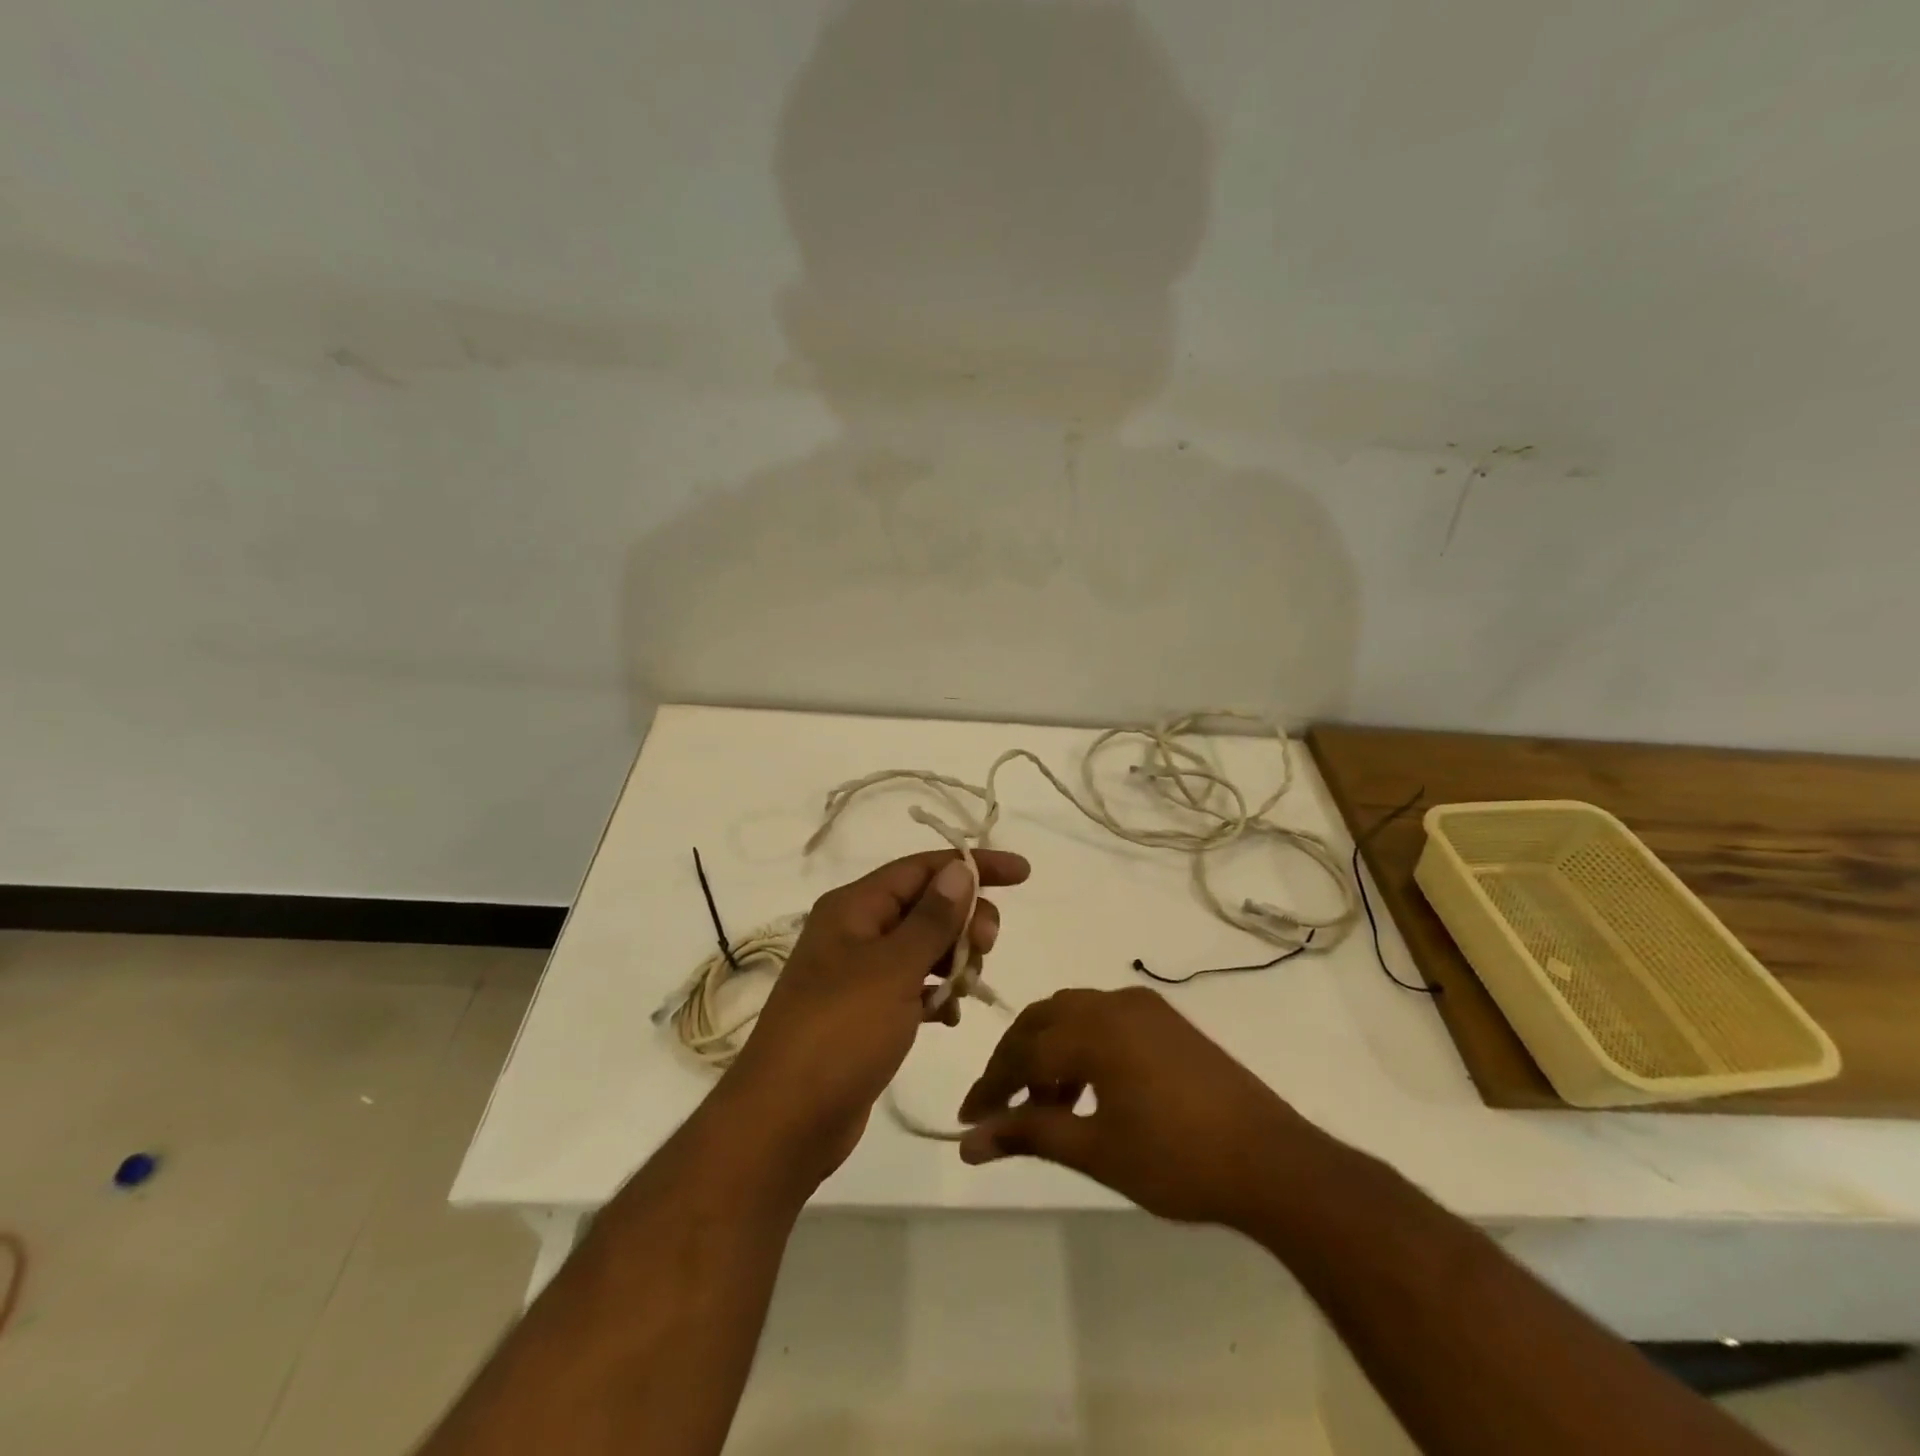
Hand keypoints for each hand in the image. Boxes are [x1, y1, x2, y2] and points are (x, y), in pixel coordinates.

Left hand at [721, 849, 1030, 1180]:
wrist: (785, 1121)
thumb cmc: (840, 1033)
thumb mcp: (893, 969)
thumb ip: (932, 918)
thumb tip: (961, 868)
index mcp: (854, 907)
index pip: (923, 868)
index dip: (974, 865)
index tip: (1023, 874)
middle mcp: (855, 931)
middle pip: (925, 904)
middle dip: (964, 919)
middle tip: (986, 948)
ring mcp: (858, 973)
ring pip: (922, 947)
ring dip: (953, 959)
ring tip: (965, 989)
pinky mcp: (865, 1013)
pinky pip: (912, 986)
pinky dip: (935, 994)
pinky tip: (948, 1017)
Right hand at [957, 986, 1312, 1227]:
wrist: (1272, 1161)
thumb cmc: (1177, 1160)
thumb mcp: (1096, 1150)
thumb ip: (1029, 1135)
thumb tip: (969, 1142)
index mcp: (1094, 1028)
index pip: (1022, 1051)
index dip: (991, 1086)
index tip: (967, 1119)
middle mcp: (1114, 1002)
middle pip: (1043, 1020)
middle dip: (1014, 1060)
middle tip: (998, 1107)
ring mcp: (1143, 1007)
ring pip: (1073, 1014)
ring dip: (1048, 1051)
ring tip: (1045, 1106)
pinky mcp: (1165, 1020)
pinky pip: (1104, 1018)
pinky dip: (1081, 1045)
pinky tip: (1086, 1090)